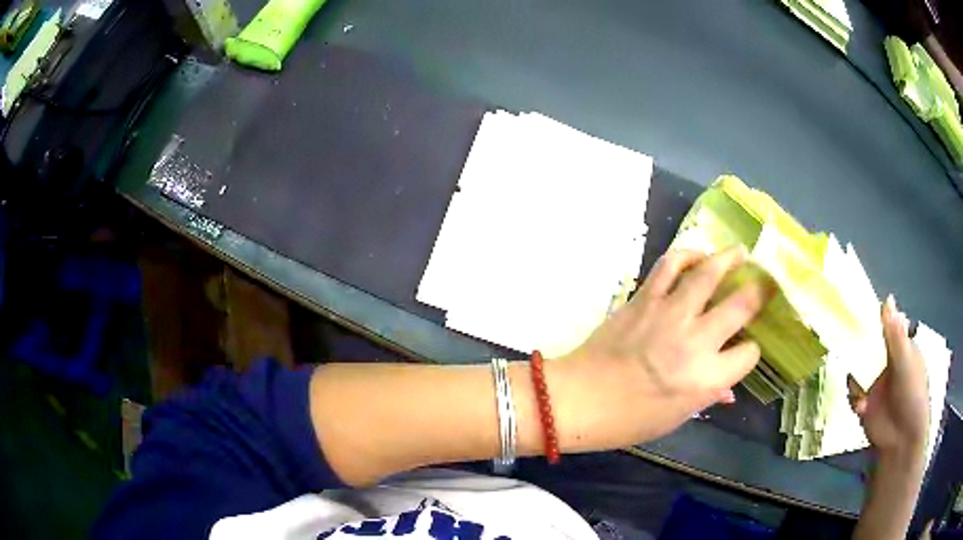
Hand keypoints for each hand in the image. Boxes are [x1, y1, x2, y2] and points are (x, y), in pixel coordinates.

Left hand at [553, 247, 771, 448]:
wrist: (577, 400)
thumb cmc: (628, 420)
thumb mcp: (675, 418)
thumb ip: (707, 396)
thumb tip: (728, 388)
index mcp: (707, 380)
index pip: (749, 353)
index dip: (752, 349)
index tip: (748, 346)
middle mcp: (696, 342)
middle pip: (741, 305)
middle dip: (759, 291)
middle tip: (766, 281)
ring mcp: (670, 315)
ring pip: (708, 273)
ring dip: (728, 258)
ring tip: (739, 252)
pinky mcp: (644, 299)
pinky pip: (669, 266)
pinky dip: (686, 255)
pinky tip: (696, 255)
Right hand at [850, 295, 928, 463]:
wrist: (902, 440)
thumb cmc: (912, 395)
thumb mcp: (906, 362)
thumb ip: (895, 335)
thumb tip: (887, 298)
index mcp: (899, 345)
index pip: (884, 324)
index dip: (871, 318)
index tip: (856, 314)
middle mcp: (886, 360)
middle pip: (866, 344)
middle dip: (857, 349)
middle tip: (848, 349)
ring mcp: (874, 381)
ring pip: (856, 368)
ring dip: (855, 379)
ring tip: (861, 392)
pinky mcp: (864, 401)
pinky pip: (852, 392)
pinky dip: (854, 398)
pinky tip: (862, 408)